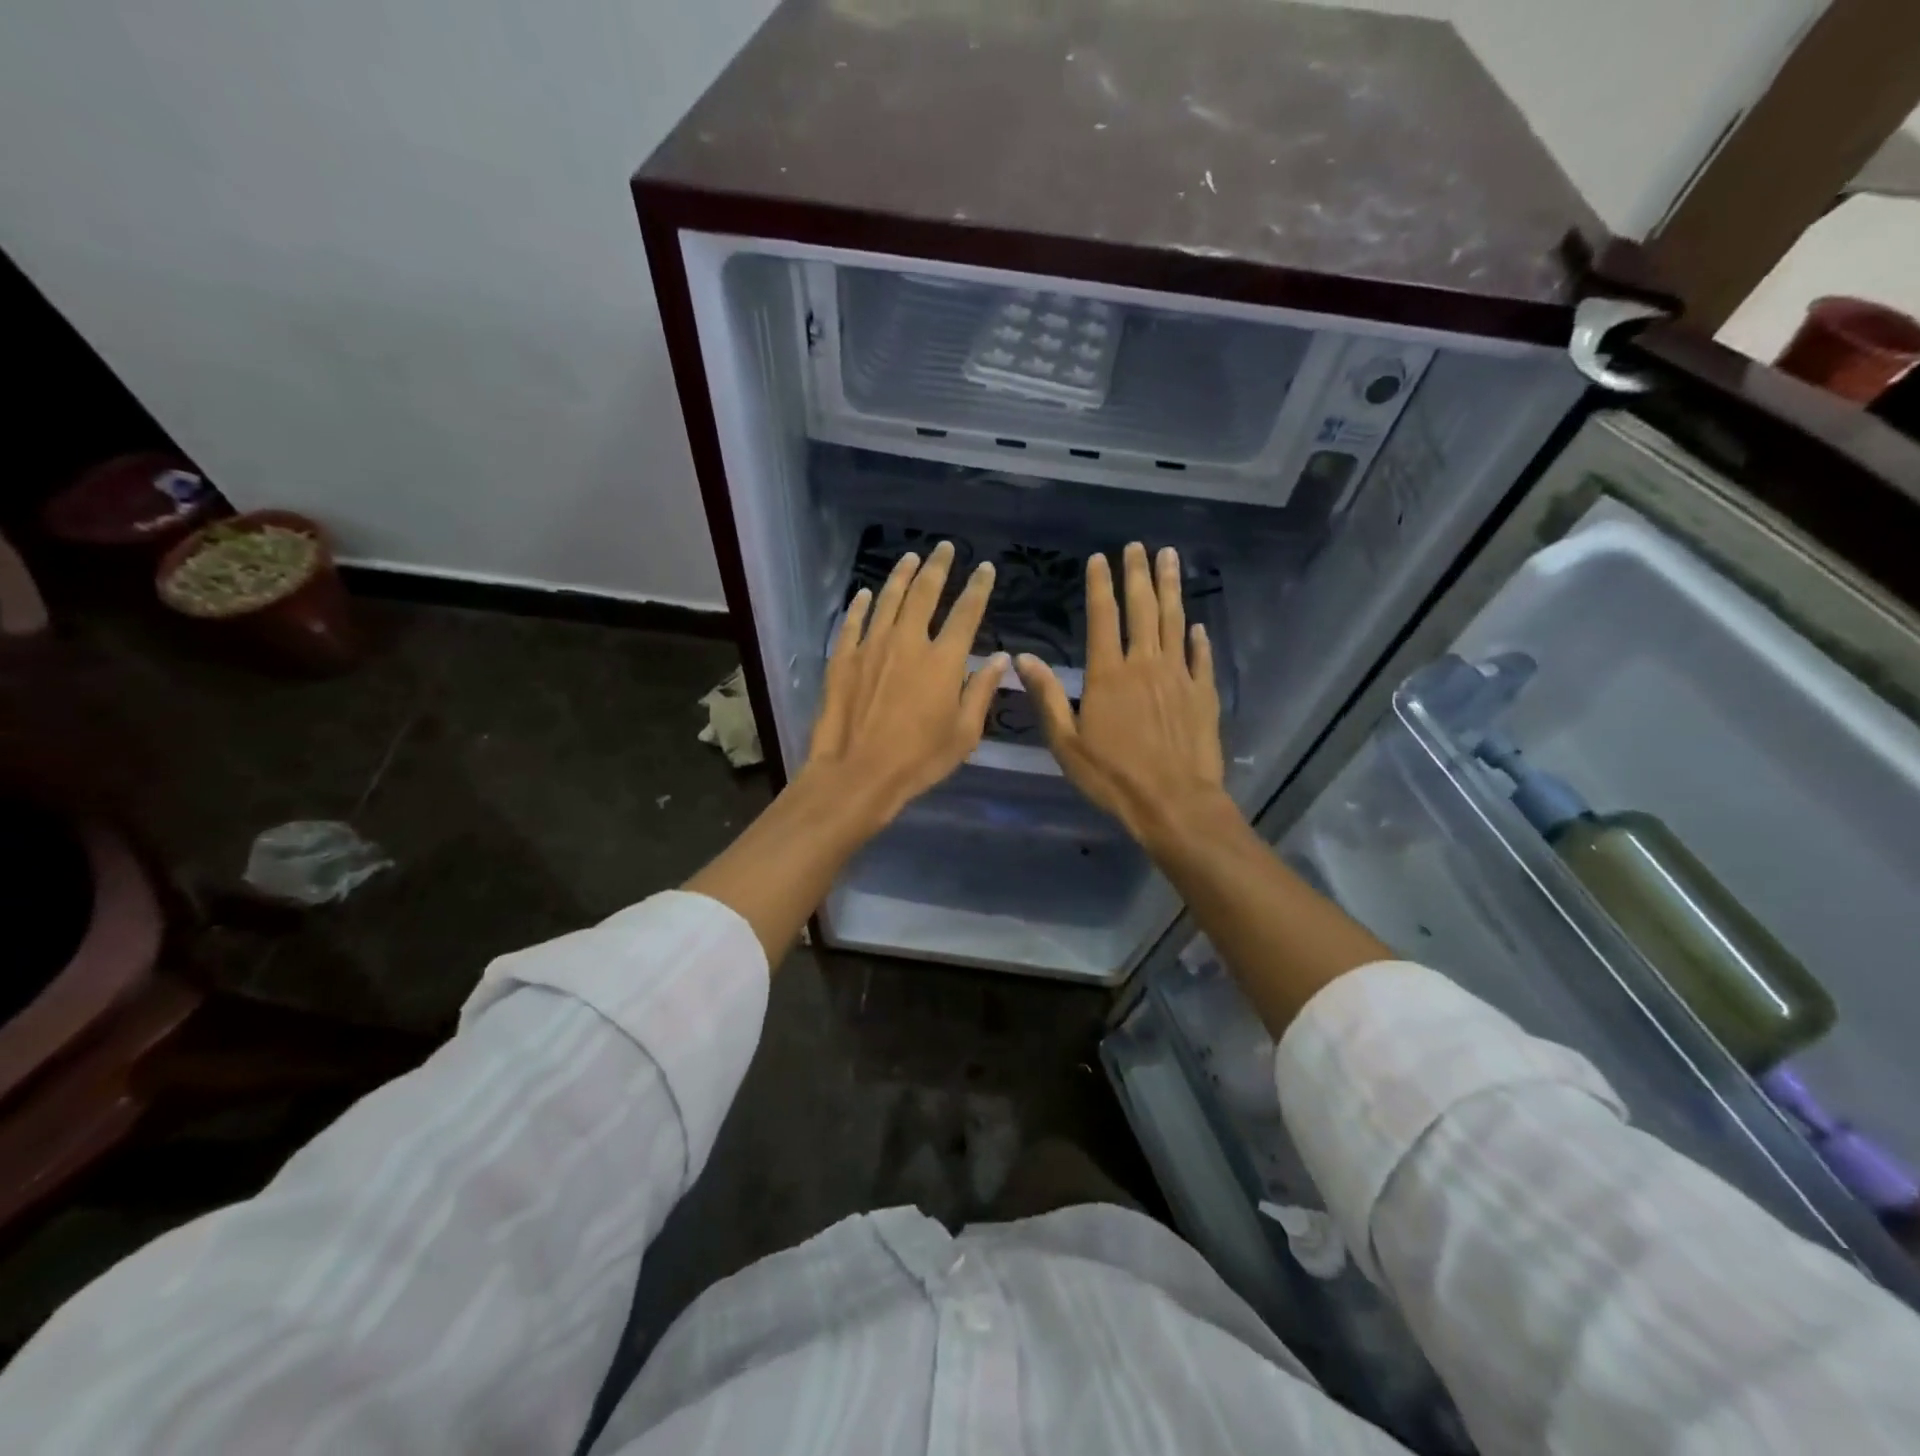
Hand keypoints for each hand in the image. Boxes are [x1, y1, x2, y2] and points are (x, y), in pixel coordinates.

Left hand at [803, 540, 1007, 827]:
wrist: (857, 773)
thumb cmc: (919, 760)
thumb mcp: (964, 734)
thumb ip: (982, 691)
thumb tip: (1000, 659)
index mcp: (944, 660)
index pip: (966, 613)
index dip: (979, 588)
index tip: (986, 568)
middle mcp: (908, 641)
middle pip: (924, 594)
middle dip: (938, 567)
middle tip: (945, 548)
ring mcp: (871, 646)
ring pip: (888, 599)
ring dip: (902, 575)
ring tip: (911, 558)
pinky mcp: (843, 658)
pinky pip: (853, 622)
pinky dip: (861, 605)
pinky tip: (866, 592)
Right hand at [1016, 542, 1226, 845]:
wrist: (1174, 802)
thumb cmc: (1113, 777)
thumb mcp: (1066, 742)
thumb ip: (1046, 696)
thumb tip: (1022, 658)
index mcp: (1108, 674)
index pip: (1103, 617)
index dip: (1100, 585)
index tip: (1099, 558)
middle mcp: (1145, 664)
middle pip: (1143, 609)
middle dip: (1138, 574)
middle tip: (1138, 546)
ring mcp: (1179, 677)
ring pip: (1175, 622)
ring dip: (1171, 588)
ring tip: (1170, 558)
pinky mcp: (1203, 695)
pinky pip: (1201, 658)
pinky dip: (1198, 638)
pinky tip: (1198, 624)